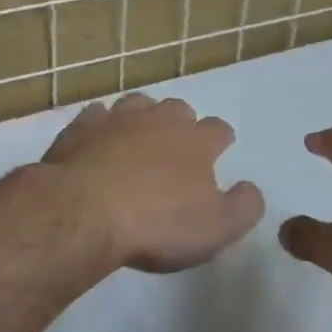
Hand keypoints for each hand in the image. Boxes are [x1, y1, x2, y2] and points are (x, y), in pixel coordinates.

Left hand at [41, 94, 263, 273]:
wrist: (83, 212)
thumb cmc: (156, 223)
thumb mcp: (217, 228)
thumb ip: (244, 206)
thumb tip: (250, 188)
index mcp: (196, 141)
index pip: (219, 129)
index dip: (220, 141)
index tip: (218, 152)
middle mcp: (159, 120)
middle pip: (178, 109)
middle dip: (181, 124)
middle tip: (175, 150)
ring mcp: (117, 119)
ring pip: (138, 104)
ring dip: (142, 118)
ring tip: (138, 139)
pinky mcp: (81, 128)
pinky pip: (97, 116)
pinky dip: (102, 125)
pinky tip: (98, 141)